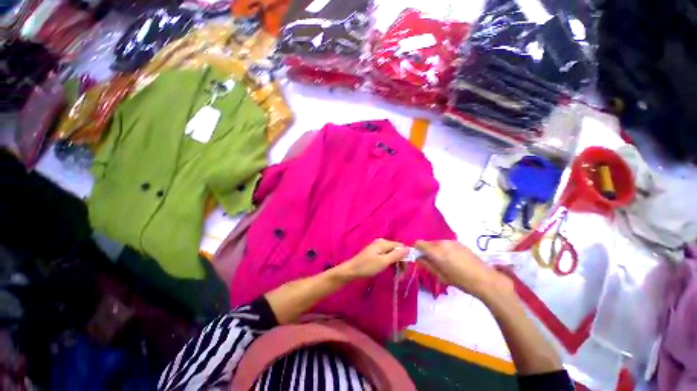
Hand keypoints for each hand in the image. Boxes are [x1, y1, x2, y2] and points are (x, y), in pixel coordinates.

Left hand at [333, 239, 408, 280]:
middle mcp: (382, 243)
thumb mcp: (383, 262)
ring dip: (396, 265)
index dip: (405, 258)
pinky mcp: (375, 254)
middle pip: (397, 251)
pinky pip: (387, 257)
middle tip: (400, 277)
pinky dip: (390, 264)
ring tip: (396, 277)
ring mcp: (378, 248)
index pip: (401, 247)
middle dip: (401, 263)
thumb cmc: (367, 266)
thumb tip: (409, 248)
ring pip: (393, 255)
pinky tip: (390, 272)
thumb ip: (396, 255)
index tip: (404, 271)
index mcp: (384, 243)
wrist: (351, 270)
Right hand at [414, 240, 512, 299]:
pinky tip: (453, 260)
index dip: (416, 249)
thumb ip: (427, 265)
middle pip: (428, 243)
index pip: (419, 243)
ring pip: (437, 243)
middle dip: (427, 251)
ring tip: (444, 262)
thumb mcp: (441, 276)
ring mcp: (452, 241)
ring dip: (436, 250)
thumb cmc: (461, 281)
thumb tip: (417, 258)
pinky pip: (446, 244)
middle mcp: (442, 243)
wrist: (486, 279)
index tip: (419, 257)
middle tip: (432, 262)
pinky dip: (444, 249)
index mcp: (436, 251)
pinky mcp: (459, 243)